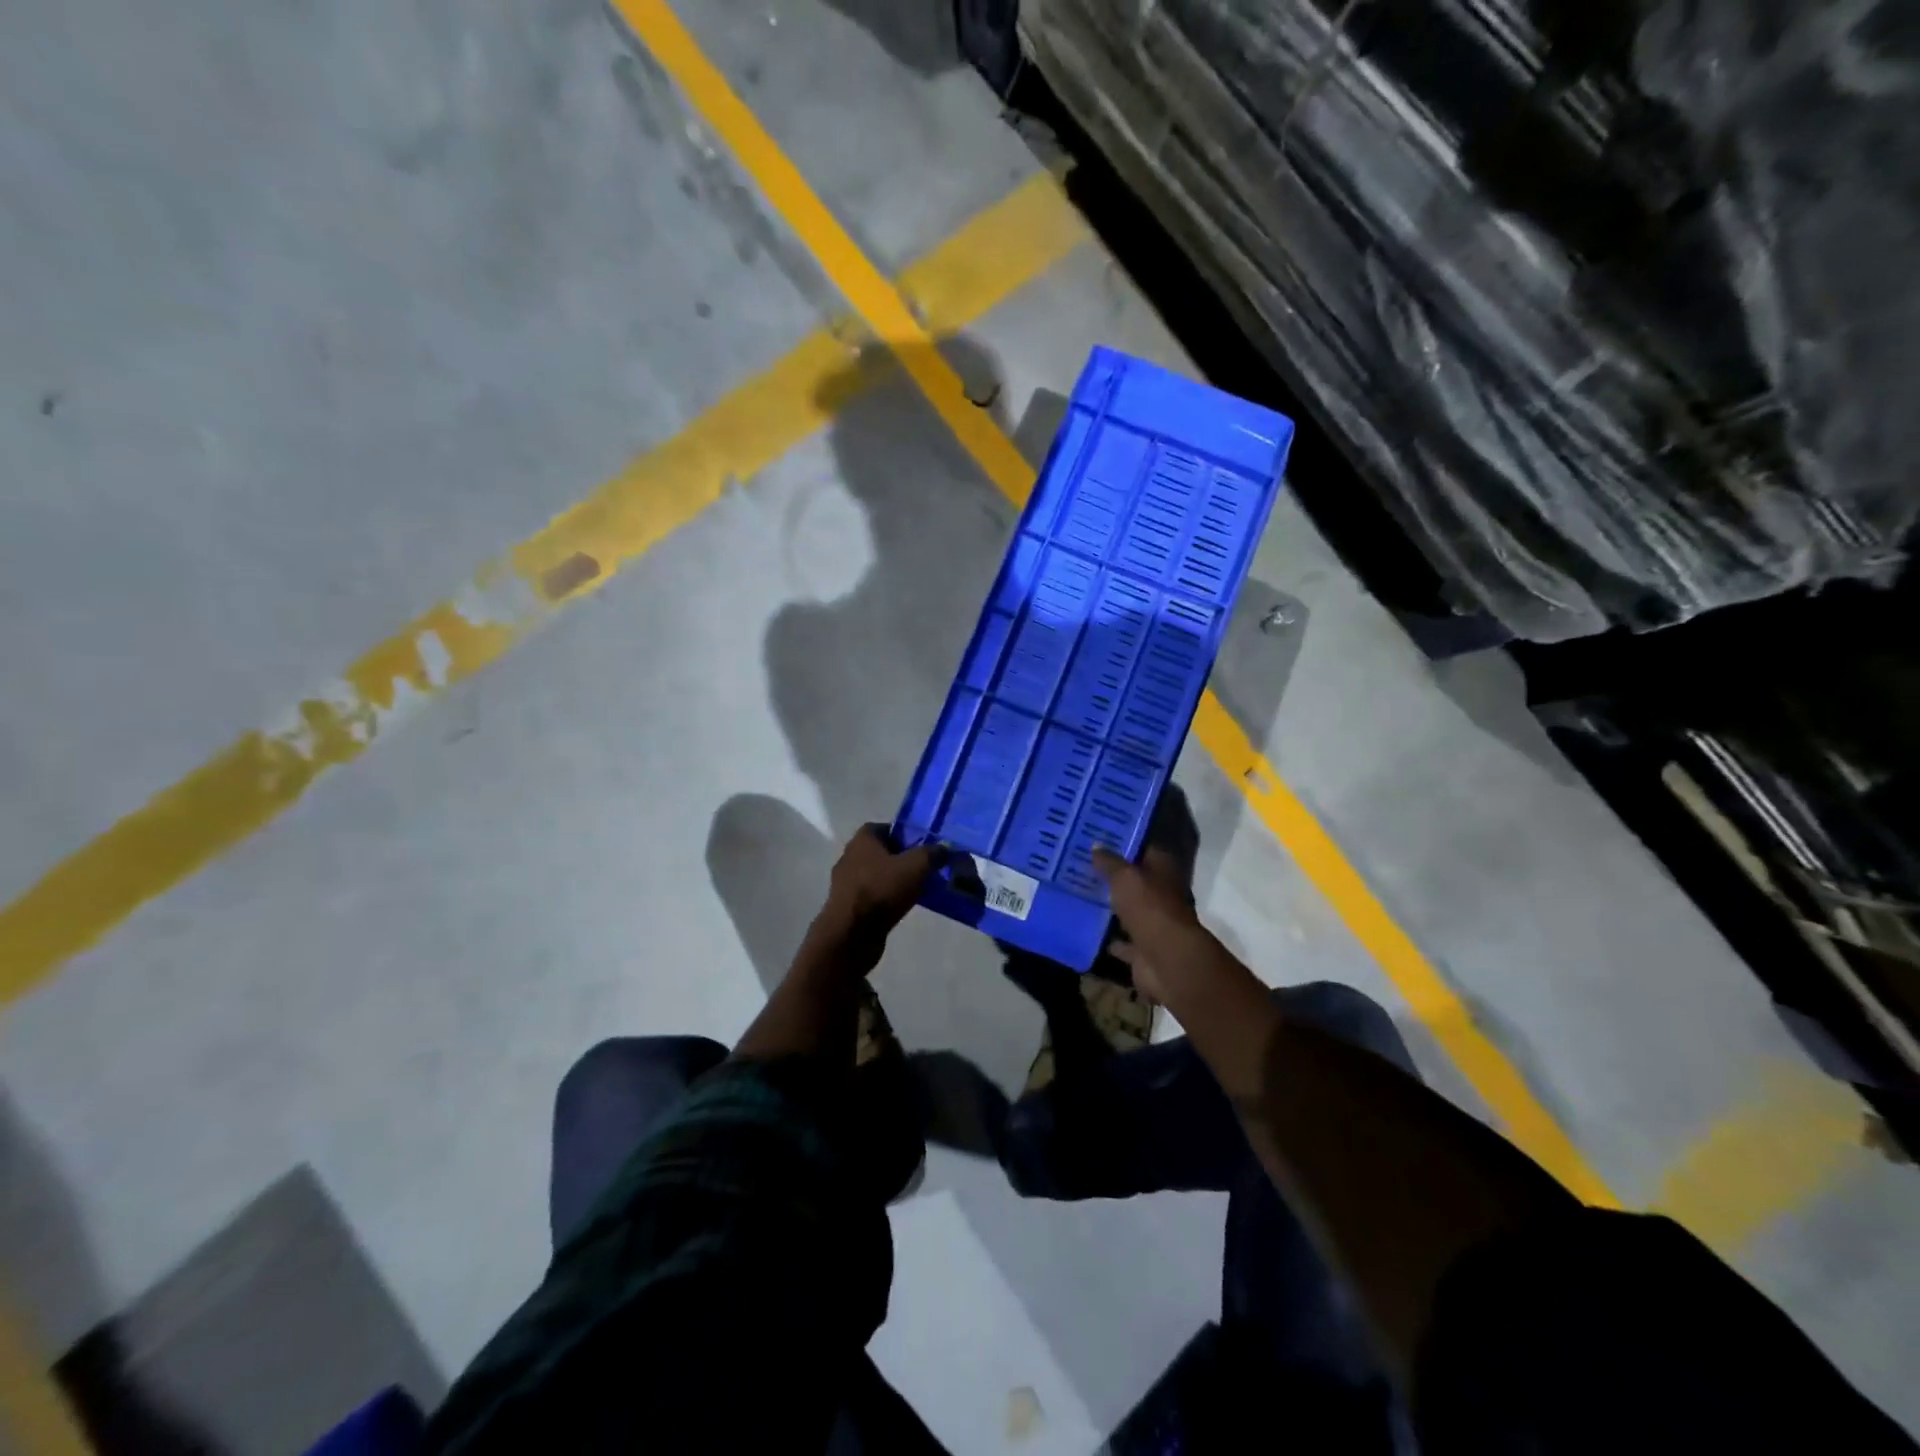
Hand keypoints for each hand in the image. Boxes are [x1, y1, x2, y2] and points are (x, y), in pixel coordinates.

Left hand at [821, 825, 941, 939]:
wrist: (851, 934)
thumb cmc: (881, 891)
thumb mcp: (915, 867)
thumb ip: (932, 854)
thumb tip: (946, 848)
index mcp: (862, 840)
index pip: (885, 827)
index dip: (905, 834)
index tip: (923, 846)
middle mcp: (850, 857)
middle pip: (881, 852)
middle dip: (903, 858)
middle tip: (925, 867)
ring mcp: (846, 883)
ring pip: (877, 875)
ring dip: (895, 880)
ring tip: (918, 888)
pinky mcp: (848, 906)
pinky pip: (873, 895)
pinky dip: (887, 898)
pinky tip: (903, 906)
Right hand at [1093, 845, 1204, 1003]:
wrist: (1166, 958)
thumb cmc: (1149, 907)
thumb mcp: (1125, 877)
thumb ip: (1109, 863)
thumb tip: (1096, 845)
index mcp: (1163, 871)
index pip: (1144, 849)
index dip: (1123, 843)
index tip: (1098, 837)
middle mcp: (1161, 895)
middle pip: (1134, 882)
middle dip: (1111, 876)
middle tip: (1080, 865)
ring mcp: (1153, 923)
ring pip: (1127, 911)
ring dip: (1109, 907)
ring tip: (1077, 895)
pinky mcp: (1143, 949)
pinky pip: (1121, 941)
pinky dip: (1107, 938)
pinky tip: (1084, 929)